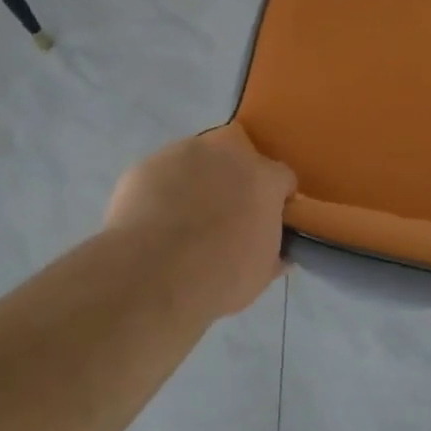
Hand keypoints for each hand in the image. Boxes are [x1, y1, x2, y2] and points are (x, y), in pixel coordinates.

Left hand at [105, 123, 296, 319]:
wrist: (150, 275)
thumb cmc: (218, 277)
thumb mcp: (261, 274)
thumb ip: (274, 252)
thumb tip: (279, 253)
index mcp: (263, 179)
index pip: (282, 178)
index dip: (277, 200)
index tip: (268, 222)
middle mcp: (227, 154)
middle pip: (239, 158)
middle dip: (237, 180)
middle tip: (227, 215)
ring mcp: (184, 153)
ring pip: (199, 160)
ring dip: (199, 181)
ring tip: (185, 218)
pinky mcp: (148, 164)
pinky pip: (164, 173)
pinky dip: (164, 190)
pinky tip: (155, 220)